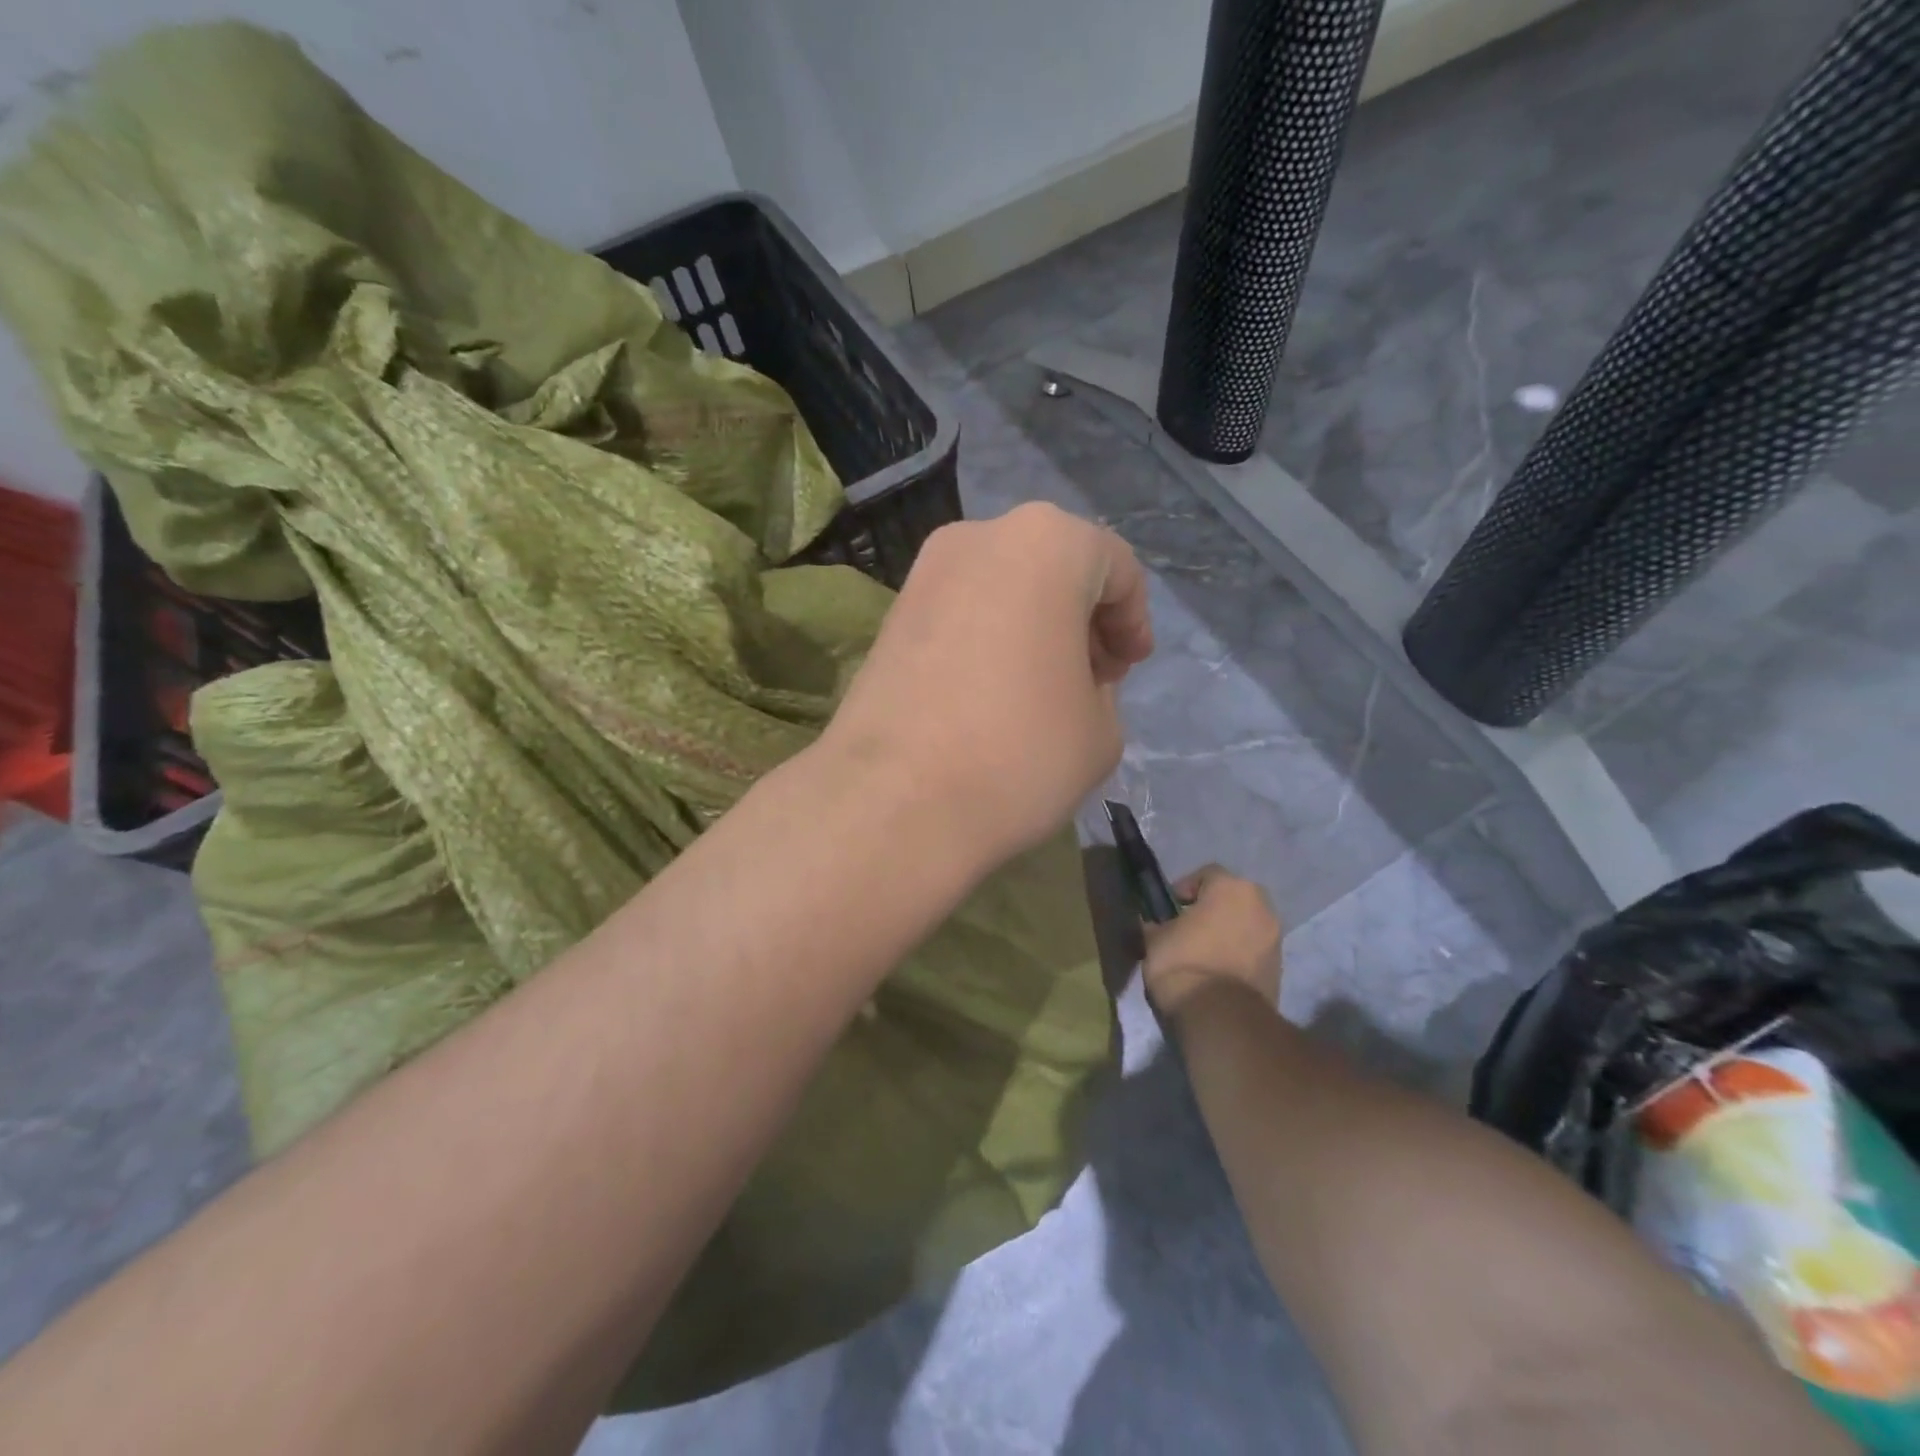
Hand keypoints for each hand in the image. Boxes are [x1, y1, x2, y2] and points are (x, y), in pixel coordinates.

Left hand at [824, 503, 1152, 864]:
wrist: (894, 801)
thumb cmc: (1019, 755)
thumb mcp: (1101, 730)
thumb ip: (1101, 687)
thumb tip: (1072, 679)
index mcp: (1046, 544)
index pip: (1112, 566)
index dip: (1131, 620)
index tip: (1127, 669)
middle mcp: (979, 538)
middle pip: (1052, 568)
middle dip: (1080, 618)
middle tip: (1092, 678)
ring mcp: (924, 574)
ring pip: (1002, 587)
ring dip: (1032, 627)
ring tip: (1040, 691)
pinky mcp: (890, 616)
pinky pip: (960, 612)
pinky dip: (986, 638)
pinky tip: (989, 694)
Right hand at [1142, 866, 1282, 1017]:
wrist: (1221, 1015)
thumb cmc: (1183, 962)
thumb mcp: (1154, 938)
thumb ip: (1157, 923)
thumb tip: (1155, 923)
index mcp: (1231, 887)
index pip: (1207, 874)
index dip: (1184, 889)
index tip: (1169, 908)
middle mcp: (1260, 904)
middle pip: (1232, 897)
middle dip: (1212, 908)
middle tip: (1188, 926)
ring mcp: (1275, 936)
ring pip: (1246, 923)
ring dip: (1227, 931)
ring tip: (1203, 951)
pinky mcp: (1280, 966)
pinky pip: (1254, 948)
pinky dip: (1238, 952)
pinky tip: (1217, 970)